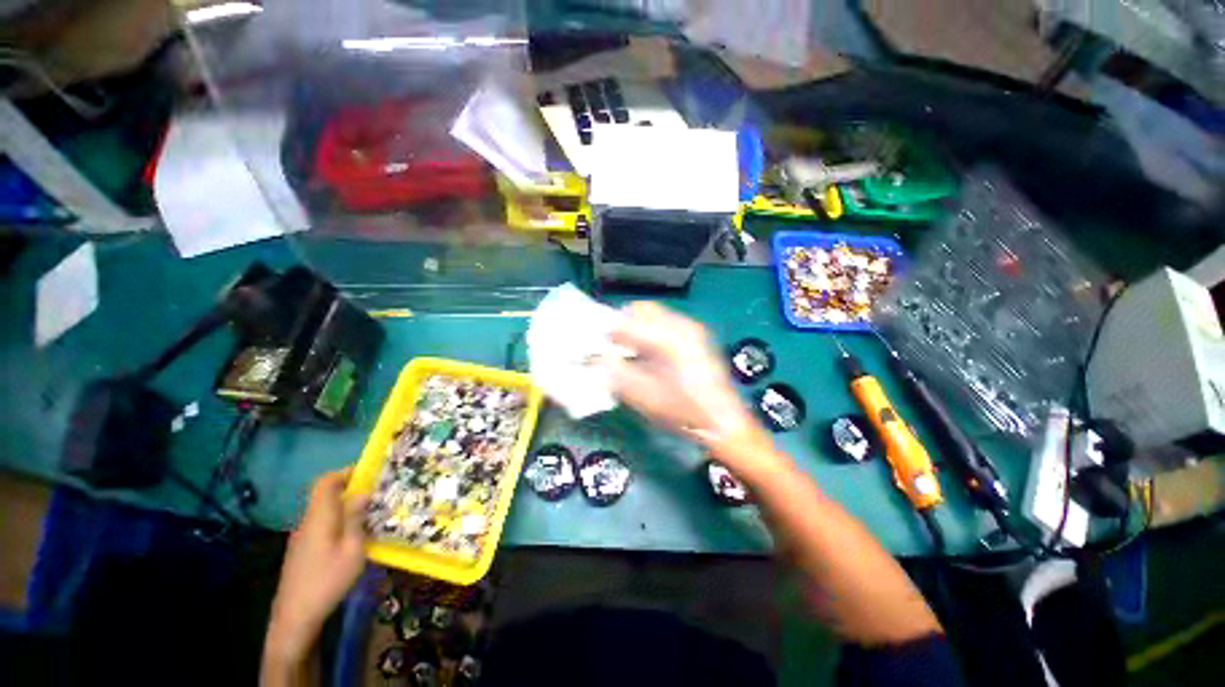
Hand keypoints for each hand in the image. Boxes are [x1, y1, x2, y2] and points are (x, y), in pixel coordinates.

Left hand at [264, 469, 367, 666]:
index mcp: (319, 517)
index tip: (368, 472)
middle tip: (376, 494)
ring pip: (325, 511)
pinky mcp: (302, 550)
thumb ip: (356, 519)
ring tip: (370, 514)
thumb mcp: (352, 549)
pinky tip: (353, 537)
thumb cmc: (328, 580)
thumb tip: (363, 493)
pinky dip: (338, 521)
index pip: (325, 482)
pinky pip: (322, 524)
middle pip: (325, 495)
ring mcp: (302, 537)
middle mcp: (307, 522)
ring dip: (346, 506)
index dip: (345, 472)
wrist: (295, 616)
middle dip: (351, 489)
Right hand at [606, 302, 767, 452]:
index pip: (627, 322)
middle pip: (643, 309)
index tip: (597, 345)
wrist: (723, 423)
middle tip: (612, 345)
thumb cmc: (684, 412)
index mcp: (668, 339)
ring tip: (628, 350)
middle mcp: (681, 326)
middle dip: (623, 323)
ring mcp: (692, 330)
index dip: (608, 332)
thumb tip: (597, 358)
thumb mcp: (643, 396)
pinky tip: (648, 354)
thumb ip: (616, 373)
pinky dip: (650, 332)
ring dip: (637, 327)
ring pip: (654, 315)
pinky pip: (665, 324)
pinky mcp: (696, 338)